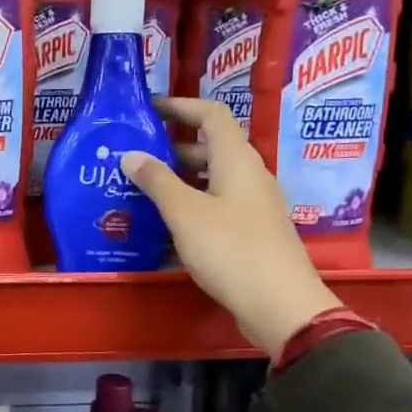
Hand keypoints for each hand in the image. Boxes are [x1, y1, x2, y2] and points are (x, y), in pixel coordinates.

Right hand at [120, 98, 340, 354]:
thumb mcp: (185, 214)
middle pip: (211, 149)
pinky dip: (192, 206)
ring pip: (213, 180)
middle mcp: (250, 176)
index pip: (211, 115)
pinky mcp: (253, 232)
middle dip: (173, 149)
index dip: (181, 106)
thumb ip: (156, 182)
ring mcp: (254, 206)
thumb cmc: (231, 250)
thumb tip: (130, 154)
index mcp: (237, 161)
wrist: (280, 305)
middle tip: (136, 157)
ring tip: (142, 191)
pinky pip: (217, 206)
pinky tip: (167, 226)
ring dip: (180, 180)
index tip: (148, 109)